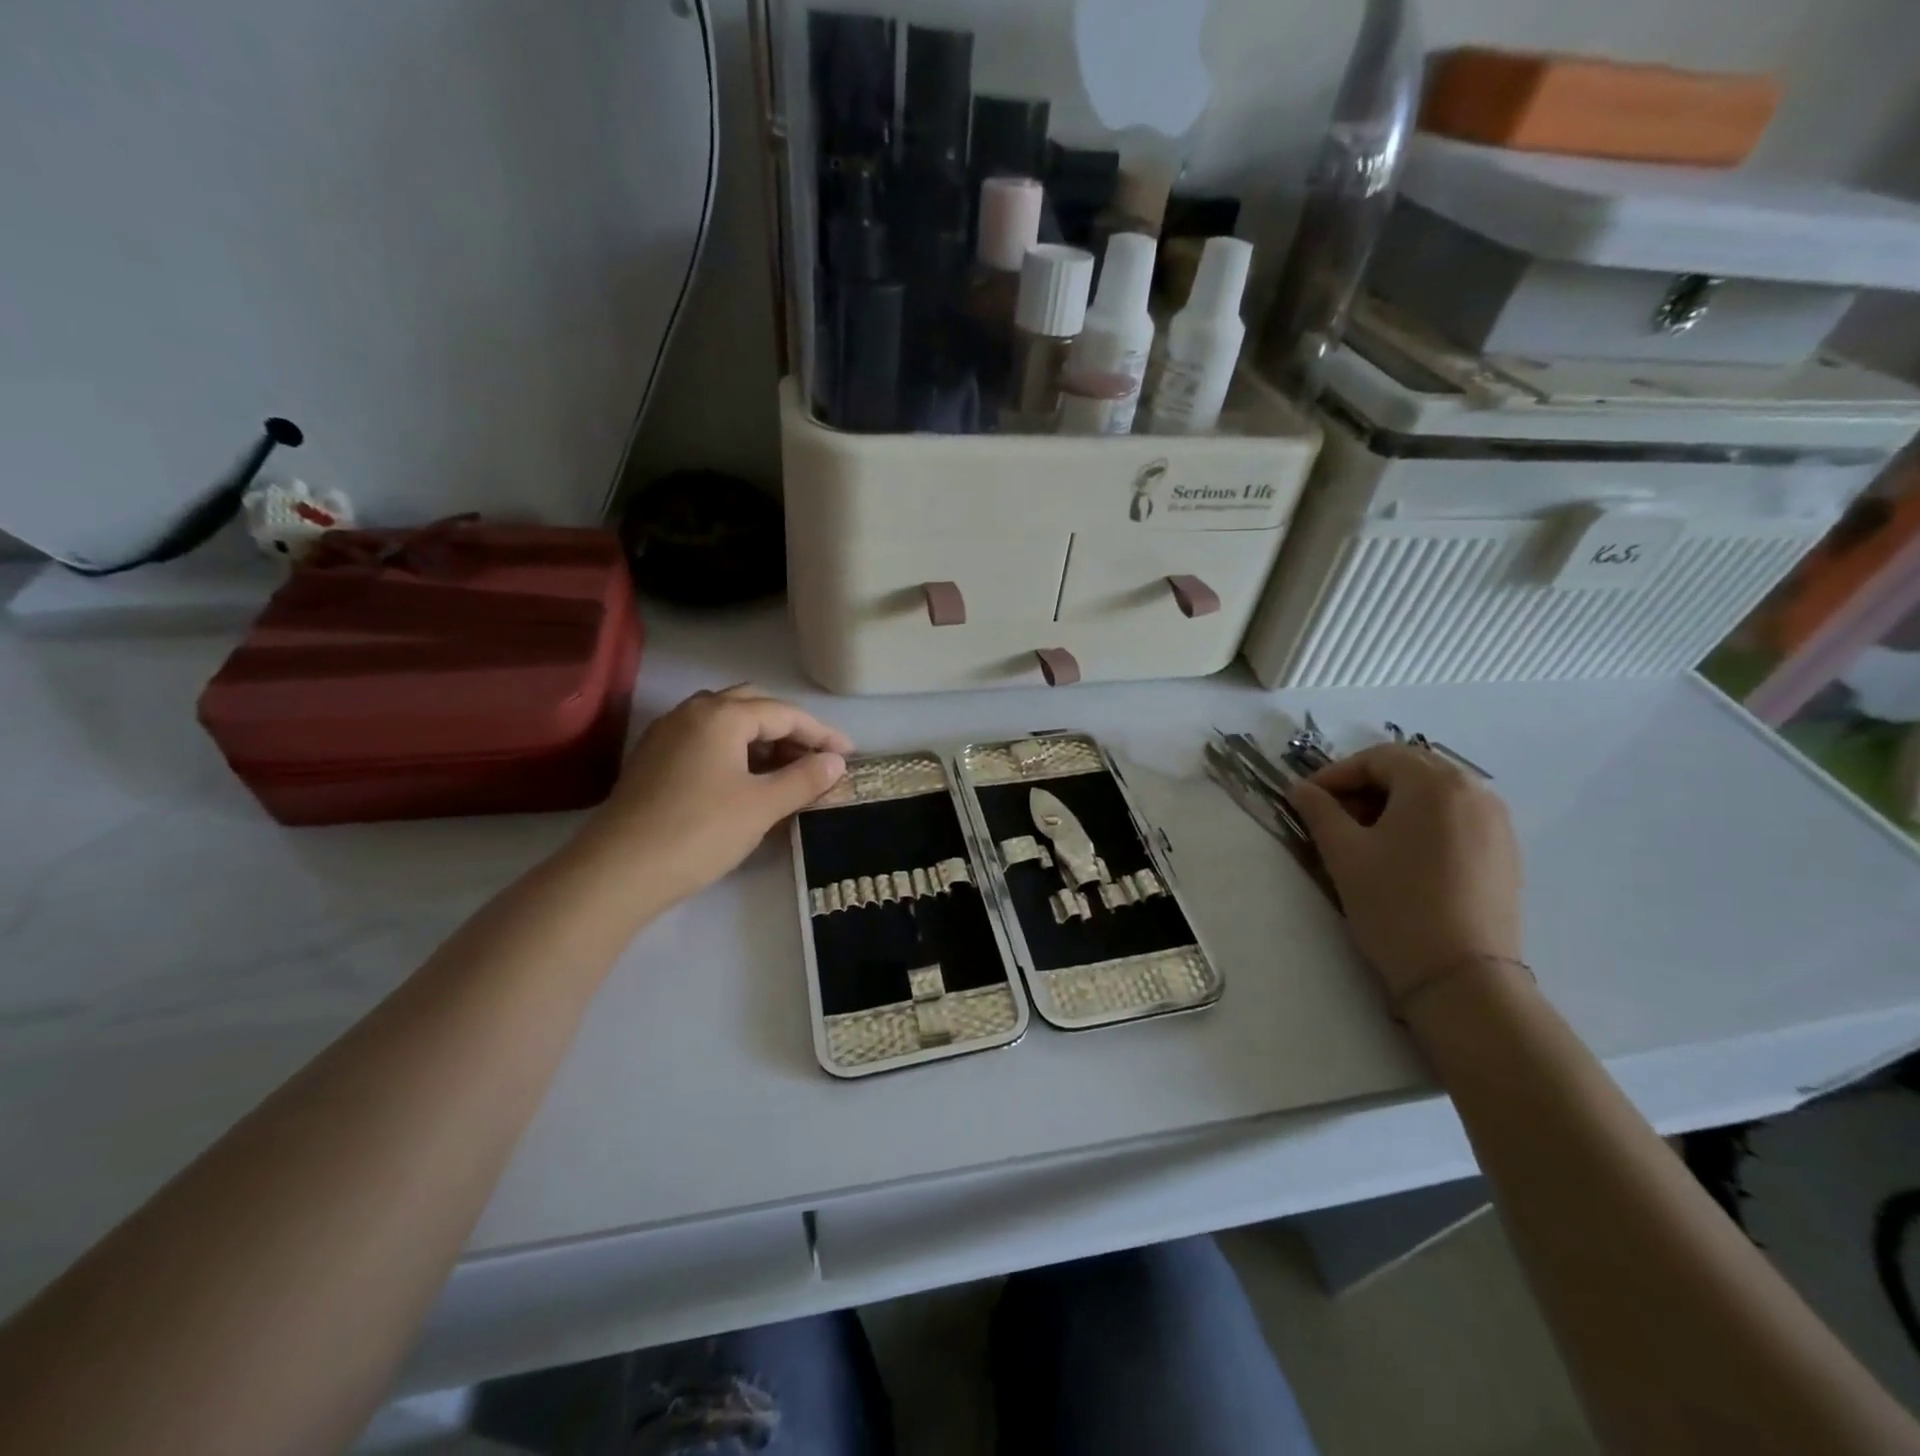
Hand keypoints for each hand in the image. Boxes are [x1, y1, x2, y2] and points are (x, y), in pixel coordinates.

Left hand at [580, 685, 851, 906]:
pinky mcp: (653, 760)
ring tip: (786, 770)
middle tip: (816, 758)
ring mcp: (667, 734)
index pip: (784, 713)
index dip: (821, 733)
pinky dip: (734, 751)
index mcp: (721, 715)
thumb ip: (804, 779)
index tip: (849, 754)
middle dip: (789, 729)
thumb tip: (835, 762)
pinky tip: (745, 780)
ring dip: (760, 739)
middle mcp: (692, 712)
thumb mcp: (762, 806)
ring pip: (726, 723)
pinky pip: (705, 741)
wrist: (618, 871)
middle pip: (753, 707)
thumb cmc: (699, 832)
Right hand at [1285, 744, 1522, 1003]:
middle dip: (1364, 788)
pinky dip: (1422, 824)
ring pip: (1433, 795)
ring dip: (1393, 805)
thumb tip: (1300, 789)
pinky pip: (1455, 819)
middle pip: (1408, 770)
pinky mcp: (1505, 853)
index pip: (1376, 758)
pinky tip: (1402, 857)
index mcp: (1434, 783)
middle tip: (1332, 818)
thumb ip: (1319, 811)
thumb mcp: (1344, 853)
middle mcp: (1474, 791)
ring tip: (1364, 839)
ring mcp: (1496, 822)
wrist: (1461, 977)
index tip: (1305, 800)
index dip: (1334, 775)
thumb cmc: (1395, 904)